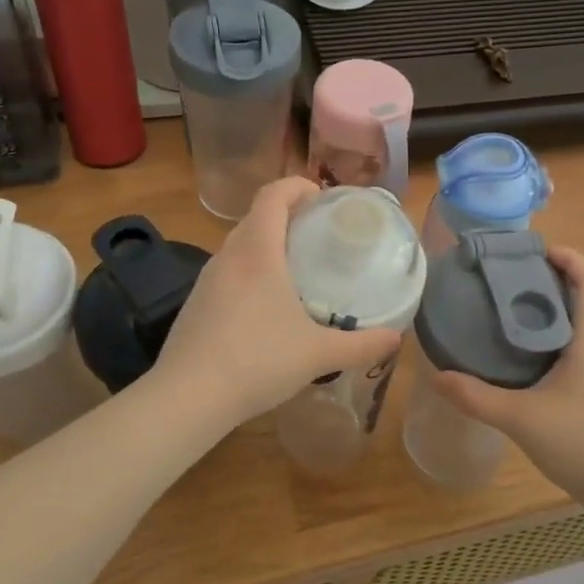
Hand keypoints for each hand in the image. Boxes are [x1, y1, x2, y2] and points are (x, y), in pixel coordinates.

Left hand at [152, 178, 401, 428]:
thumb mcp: (318, 354)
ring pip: (238, 248)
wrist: (188, 397)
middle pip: (255, 218)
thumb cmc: (258, 361)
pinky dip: (248, 275)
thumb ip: (361, 345)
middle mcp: (228, 257)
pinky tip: (264, 310)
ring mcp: (205, 281)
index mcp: (257, 252)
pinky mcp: (194, 305)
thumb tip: (396, 339)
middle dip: (286, 217)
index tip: (321, 197)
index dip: (296, 186)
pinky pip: (226, 275)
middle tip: (317, 236)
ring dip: (265, 247)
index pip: (272, 196)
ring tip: (295, 271)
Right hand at [430, 247, 583, 500]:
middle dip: (568, 283)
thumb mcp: (519, 419)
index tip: (540, 252)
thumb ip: (475, 397)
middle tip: (528, 284)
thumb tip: (435, 376)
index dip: (571, 259)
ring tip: (536, 318)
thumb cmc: (582, 443)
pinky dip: (582, 338)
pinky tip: (554, 362)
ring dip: (577, 311)